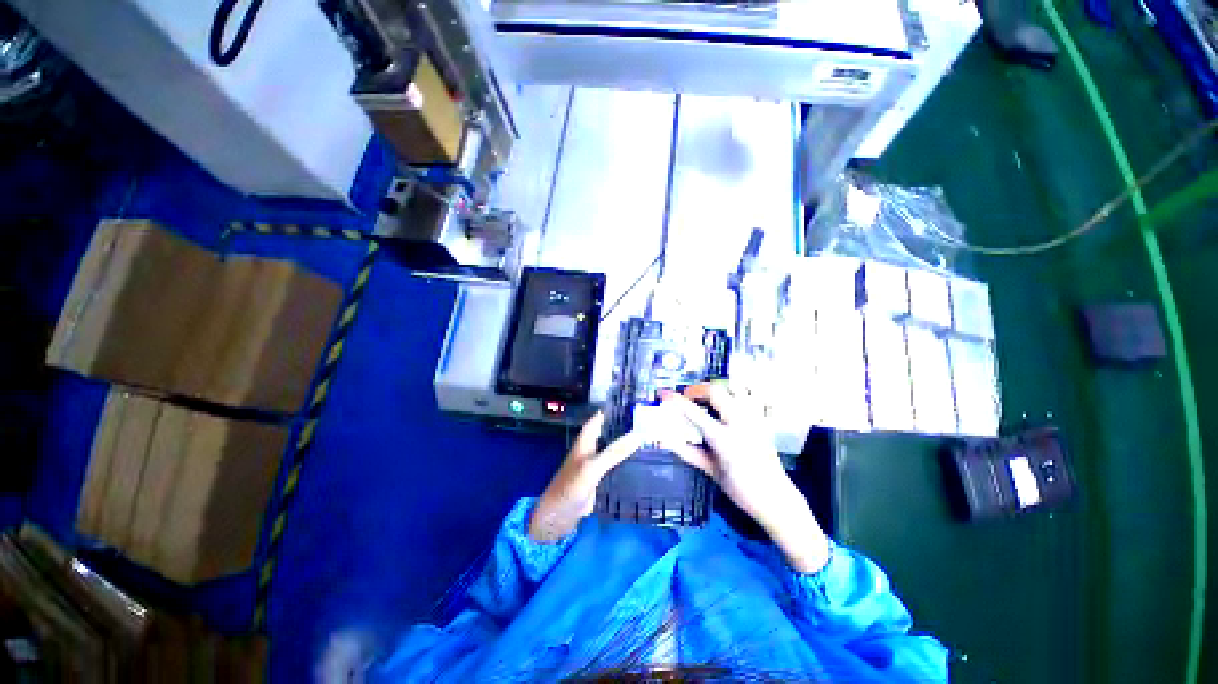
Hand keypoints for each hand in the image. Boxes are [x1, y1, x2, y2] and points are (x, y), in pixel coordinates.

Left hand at [528, 413, 641, 541]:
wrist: (558, 518)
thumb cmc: (570, 487)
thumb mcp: (593, 467)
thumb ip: (614, 452)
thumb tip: (639, 434)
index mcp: (586, 440)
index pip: (601, 418)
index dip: (614, 410)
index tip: (634, 404)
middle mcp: (591, 449)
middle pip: (609, 432)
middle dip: (625, 427)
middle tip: (648, 422)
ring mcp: (595, 464)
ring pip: (613, 449)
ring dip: (627, 444)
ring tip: (649, 439)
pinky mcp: (600, 480)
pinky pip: (615, 466)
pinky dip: (626, 462)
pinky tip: (641, 463)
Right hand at [664, 382, 830, 572]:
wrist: (776, 499)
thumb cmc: (740, 489)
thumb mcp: (711, 471)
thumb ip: (688, 452)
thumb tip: (665, 439)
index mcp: (723, 438)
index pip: (694, 413)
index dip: (676, 400)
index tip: (663, 393)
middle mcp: (740, 423)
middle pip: (716, 391)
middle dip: (698, 389)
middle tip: (688, 397)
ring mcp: (754, 419)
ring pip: (736, 389)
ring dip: (719, 388)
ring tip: (708, 397)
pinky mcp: (764, 421)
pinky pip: (751, 397)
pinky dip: (738, 392)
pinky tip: (729, 401)